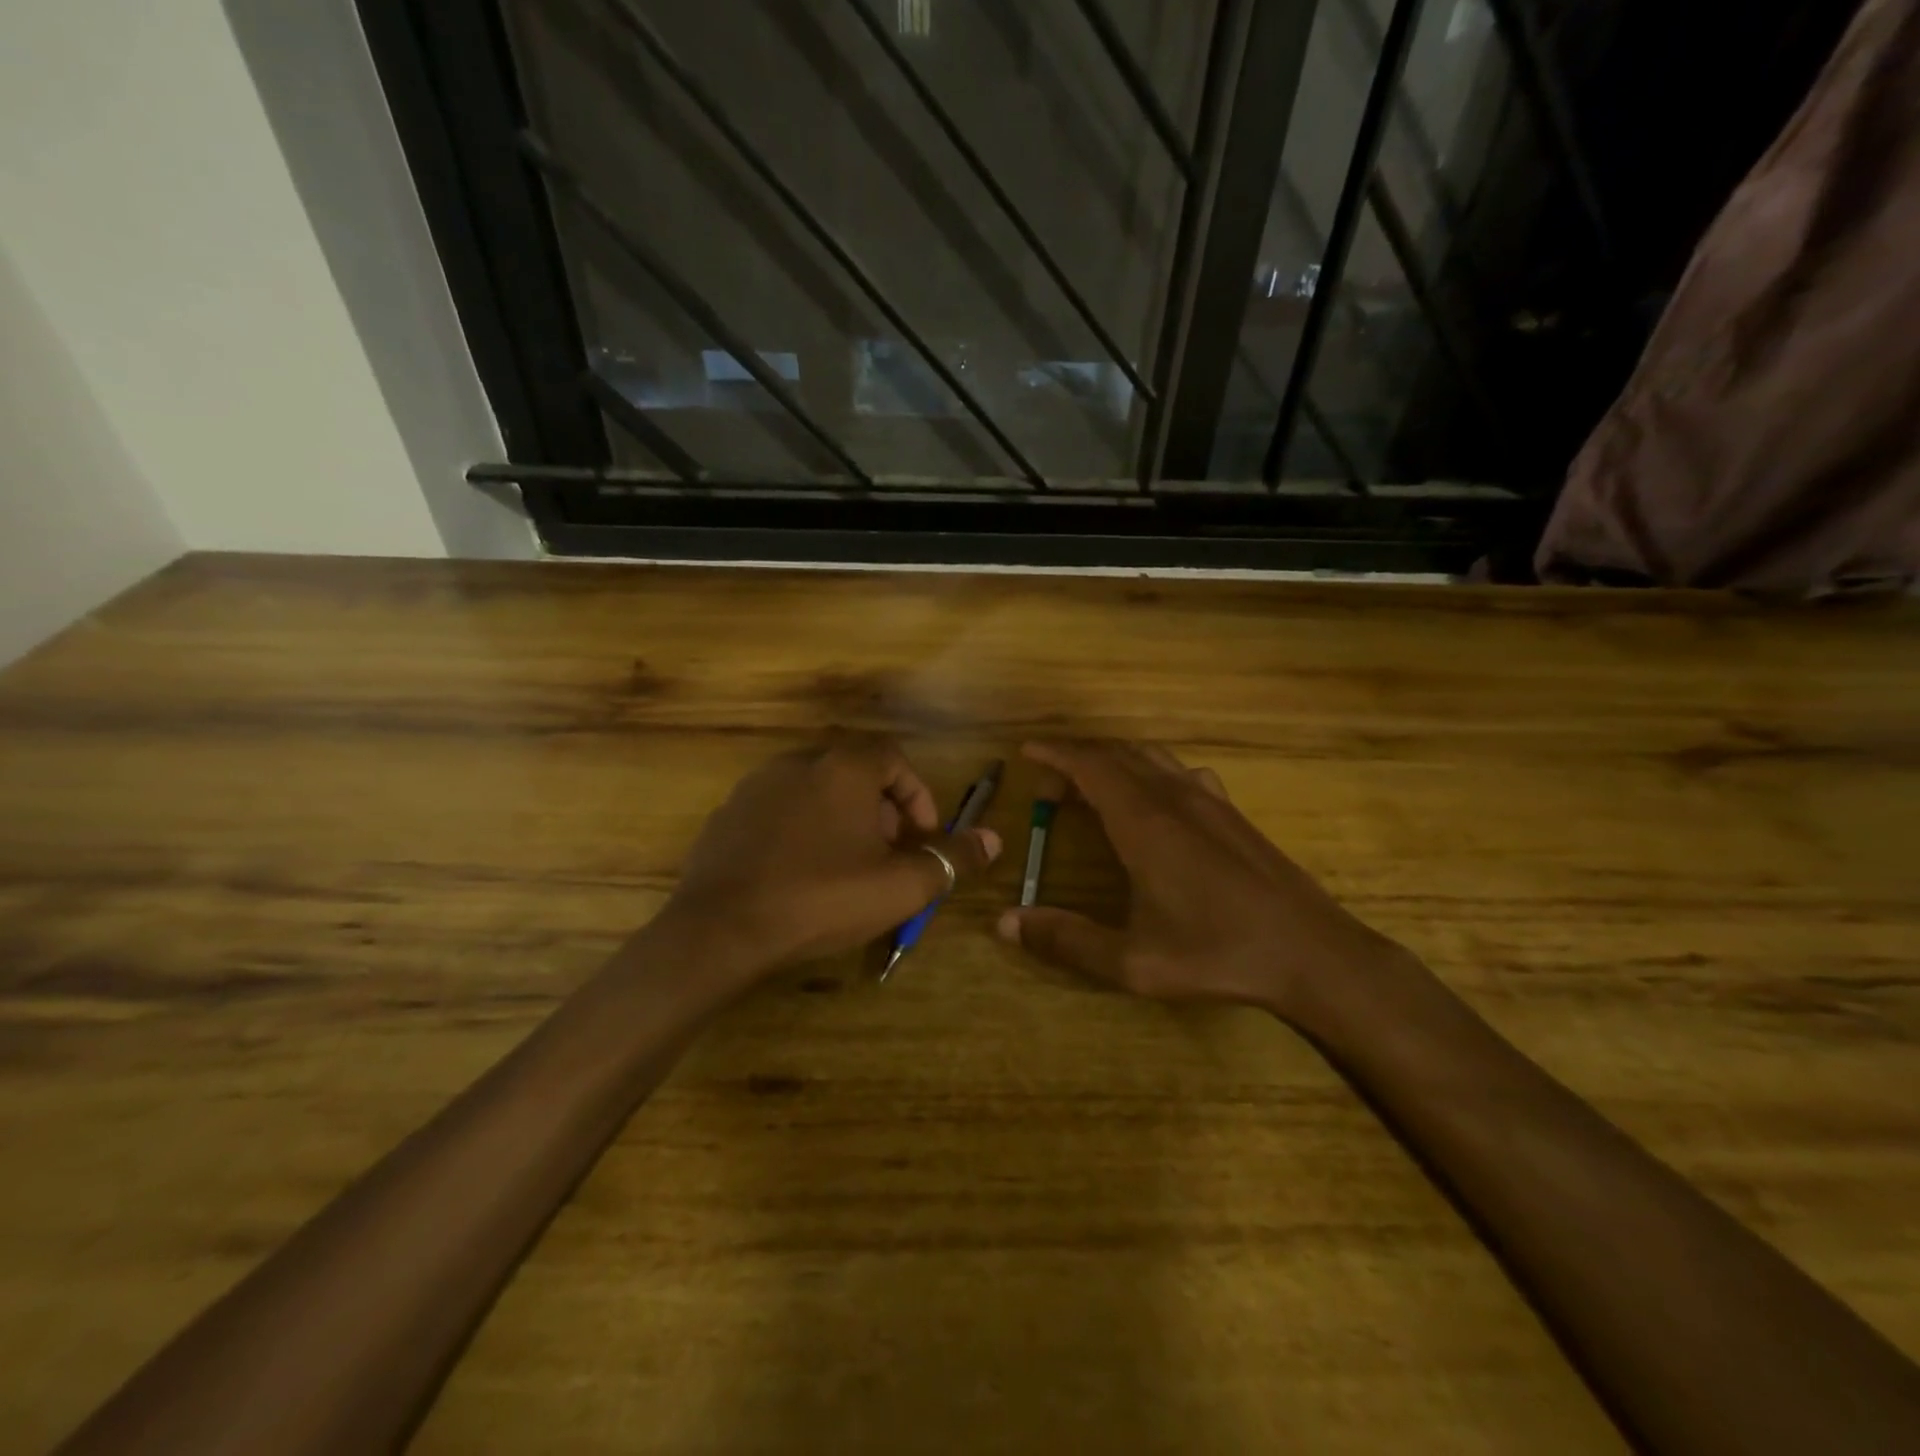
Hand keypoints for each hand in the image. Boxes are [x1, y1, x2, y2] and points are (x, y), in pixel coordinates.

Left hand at [660, 733, 1000, 980]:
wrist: (720, 930)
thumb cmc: (821, 898)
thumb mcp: (901, 885)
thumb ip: (951, 858)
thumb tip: (994, 839)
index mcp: (843, 767)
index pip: (894, 758)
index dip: (918, 796)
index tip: (922, 838)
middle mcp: (798, 762)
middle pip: (856, 773)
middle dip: (883, 812)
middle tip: (890, 857)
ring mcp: (755, 787)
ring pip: (817, 792)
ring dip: (844, 822)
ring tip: (849, 869)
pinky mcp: (727, 816)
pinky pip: (781, 812)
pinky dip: (803, 832)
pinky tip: (801, 876)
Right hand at [995, 740, 1403, 1020]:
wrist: (1312, 953)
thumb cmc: (1218, 953)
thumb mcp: (1133, 961)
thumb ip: (1066, 941)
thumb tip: (1004, 924)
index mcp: (1144, 822)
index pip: (1090, 765)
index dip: (1055, 753)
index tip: (1027, 752)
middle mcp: (1174, 797)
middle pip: (1116, 755)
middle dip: (1076, 761)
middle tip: (1050, 792)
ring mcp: (1209, 800)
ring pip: (1150, 758)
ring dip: (1112, 762)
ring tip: (1090, 790)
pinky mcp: (1232, 812)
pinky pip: (1180, 771)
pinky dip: (1149, 771)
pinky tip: (1153, 802)